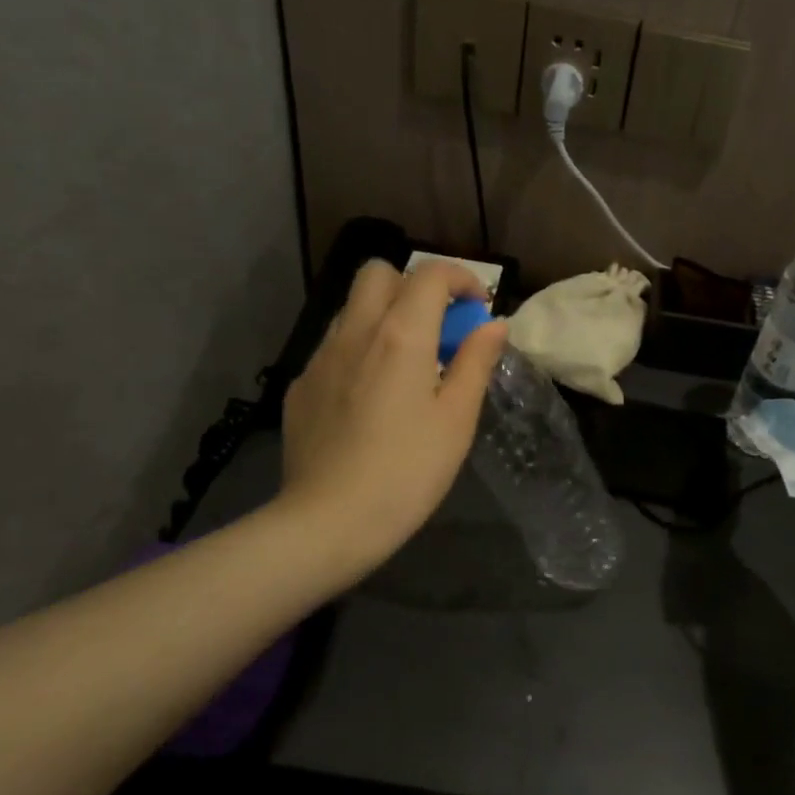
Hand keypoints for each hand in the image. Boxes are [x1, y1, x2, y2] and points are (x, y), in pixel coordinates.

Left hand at [280, 259, 507, 573]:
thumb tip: (493, 325)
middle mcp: (356, 332)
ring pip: (353, 308)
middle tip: (437, 327)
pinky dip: (360, 350)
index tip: (477, 308)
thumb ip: (476, 363)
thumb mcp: (457, 419)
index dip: (461, 278)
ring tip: (406, 364)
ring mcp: (321, 358)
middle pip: (379, 272)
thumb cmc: (408, 472)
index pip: (430, 274)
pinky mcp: (301, 386)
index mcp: (401, 335)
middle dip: (414, 285)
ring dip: (385, 315)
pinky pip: (334, 346)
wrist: (328, 521)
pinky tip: (370, 397)